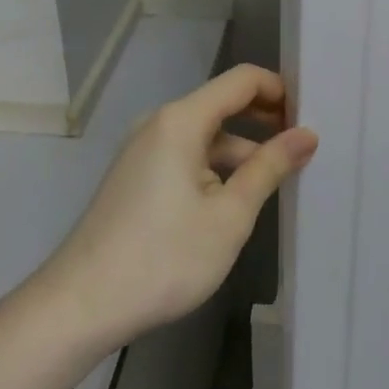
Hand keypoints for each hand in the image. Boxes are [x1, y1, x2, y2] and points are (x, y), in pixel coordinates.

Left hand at [41, 65, 317, 348]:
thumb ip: (269, 168)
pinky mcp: (136, 177)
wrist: (78, 308)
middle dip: (265, 120)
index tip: (310, 118)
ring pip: (206, 135)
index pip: (242, 80)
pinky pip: (186, 156)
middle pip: (223, 104)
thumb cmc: (163, 258)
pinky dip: (216, 167)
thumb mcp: (230, 215)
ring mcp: (143, 151)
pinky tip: (234, 201)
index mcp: (182, 121)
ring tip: (277, 180)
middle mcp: (160, 124)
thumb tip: (306, 135)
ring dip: (242, 149)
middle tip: (302, 147)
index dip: (280, 90)